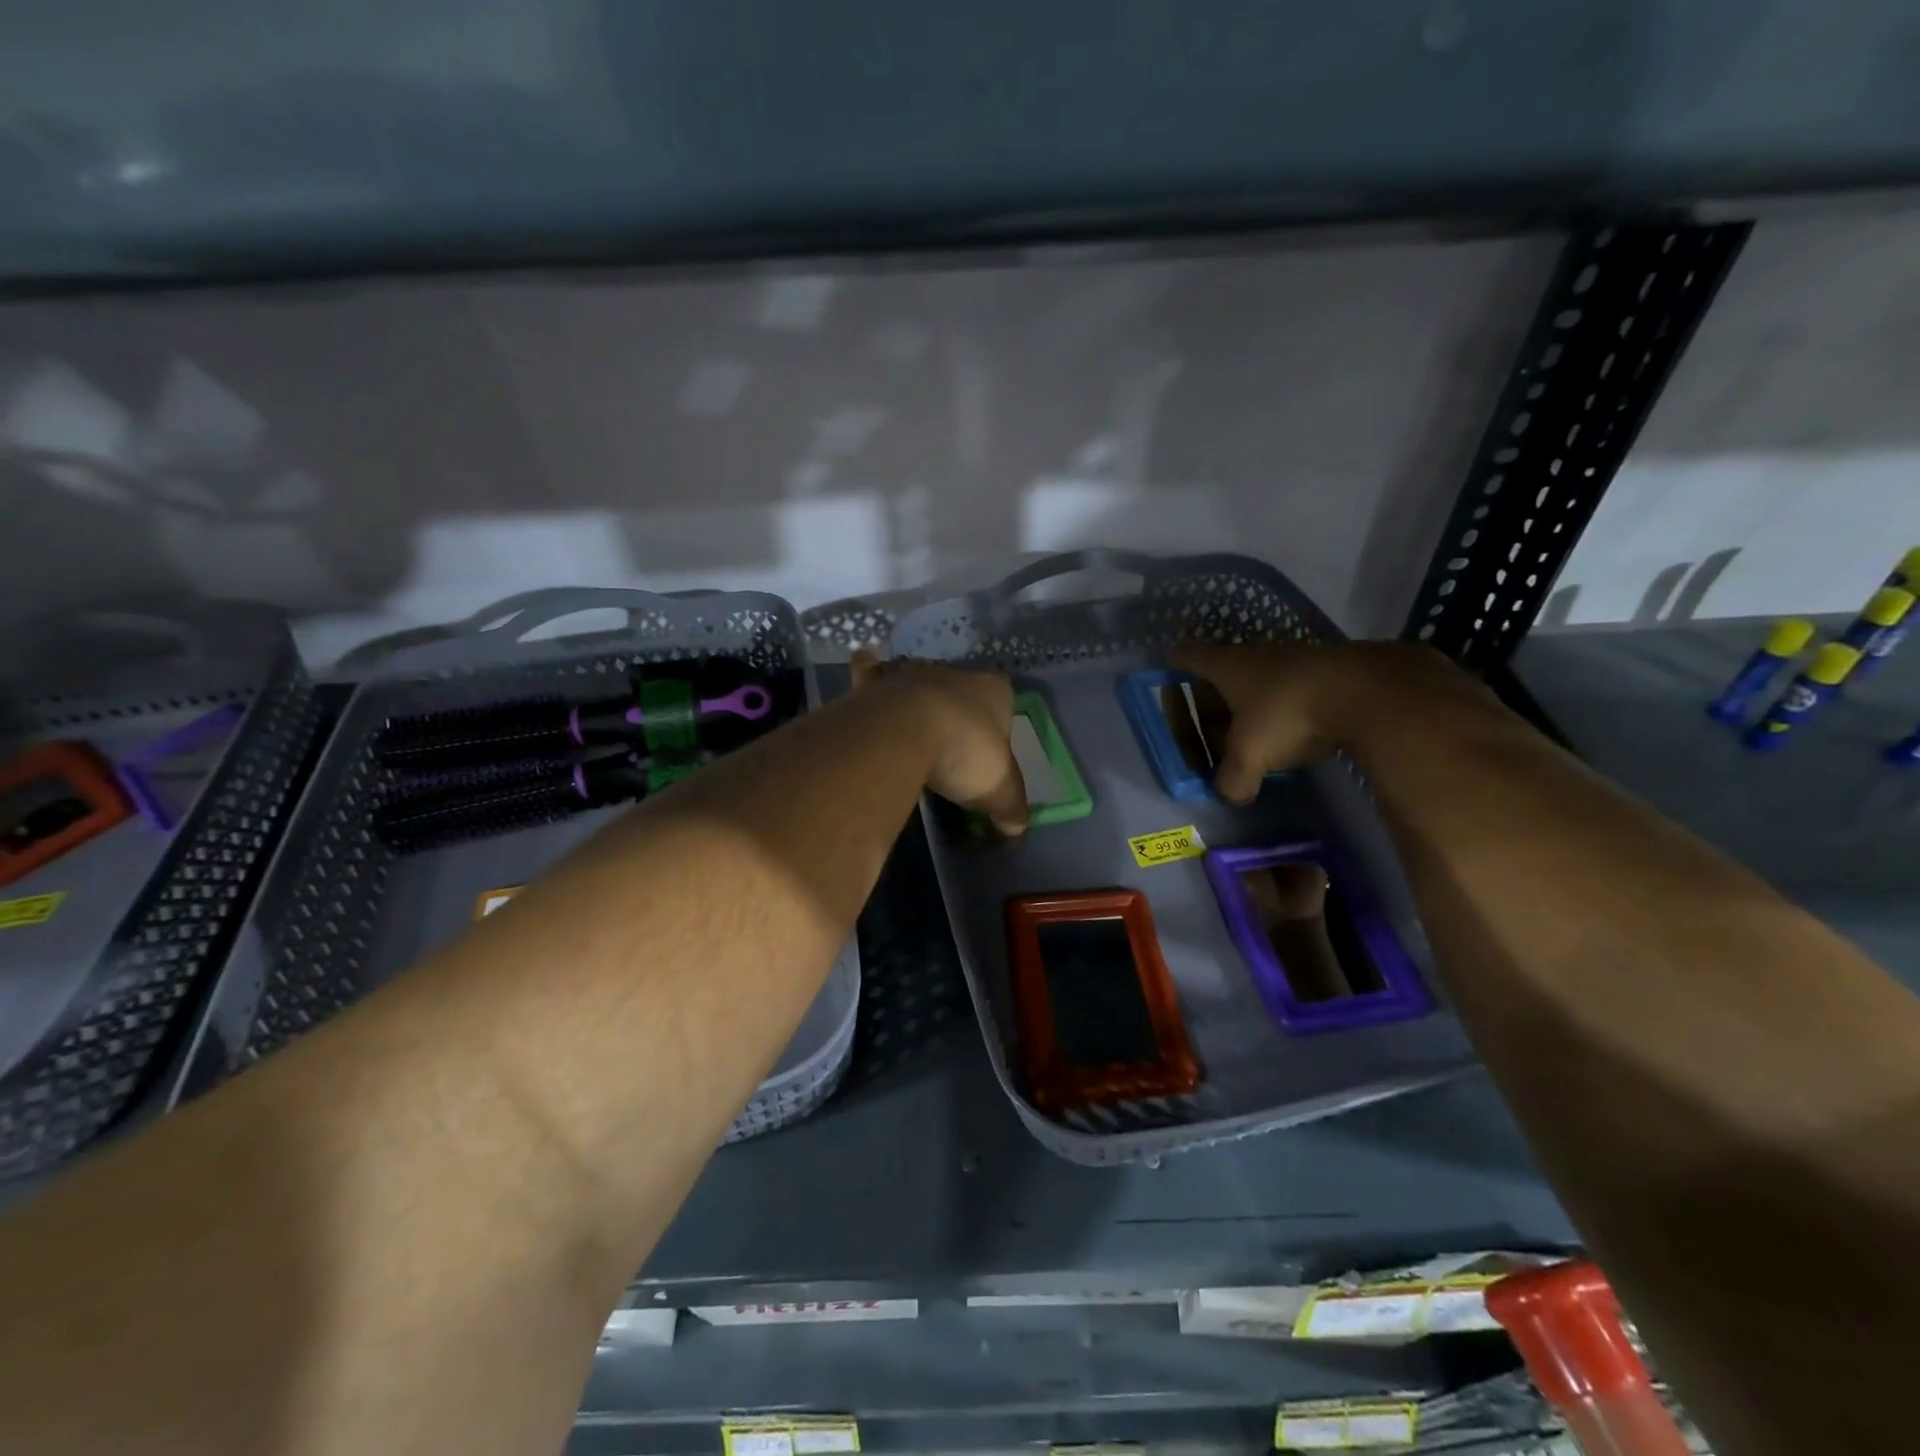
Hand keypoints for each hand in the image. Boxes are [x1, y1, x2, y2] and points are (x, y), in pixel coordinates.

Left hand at [851, 653, 1027, 835]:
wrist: (901, 733)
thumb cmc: (964, 753)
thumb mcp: (999, 792)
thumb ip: (1011, 808)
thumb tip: (1015, 827)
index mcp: (993, 689)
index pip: (1003, 697)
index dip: (998, 722)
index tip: (988, 750)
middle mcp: (953, 672)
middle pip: (959, 690)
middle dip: (955, 712)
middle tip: (949, 747)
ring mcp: (910, 674)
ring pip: (917, 680)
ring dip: (916, 701)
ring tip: (910, 732)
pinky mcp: (873, 683)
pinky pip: (870, 672)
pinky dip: (867, 678)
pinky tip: (866, 695)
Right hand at [1168, 640, 1482, 803]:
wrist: (1366, 690)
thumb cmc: (1287, 713)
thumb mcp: (1249, 755)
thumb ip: (1232, 779)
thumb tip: (1231, 794)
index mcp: (1227, 666)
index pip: (1188, 657)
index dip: (1174, 664)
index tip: (1165, 667)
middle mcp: (1257, 655)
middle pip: (1224, 671)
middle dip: (1212, 695)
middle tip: (1206, 720)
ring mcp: (1296, 659)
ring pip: (1262, 680)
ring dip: (1253, 704)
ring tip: (1250, 732)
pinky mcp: (1329, 671)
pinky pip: (1295, 690)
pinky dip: (1287, 708)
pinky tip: (1294, 732)